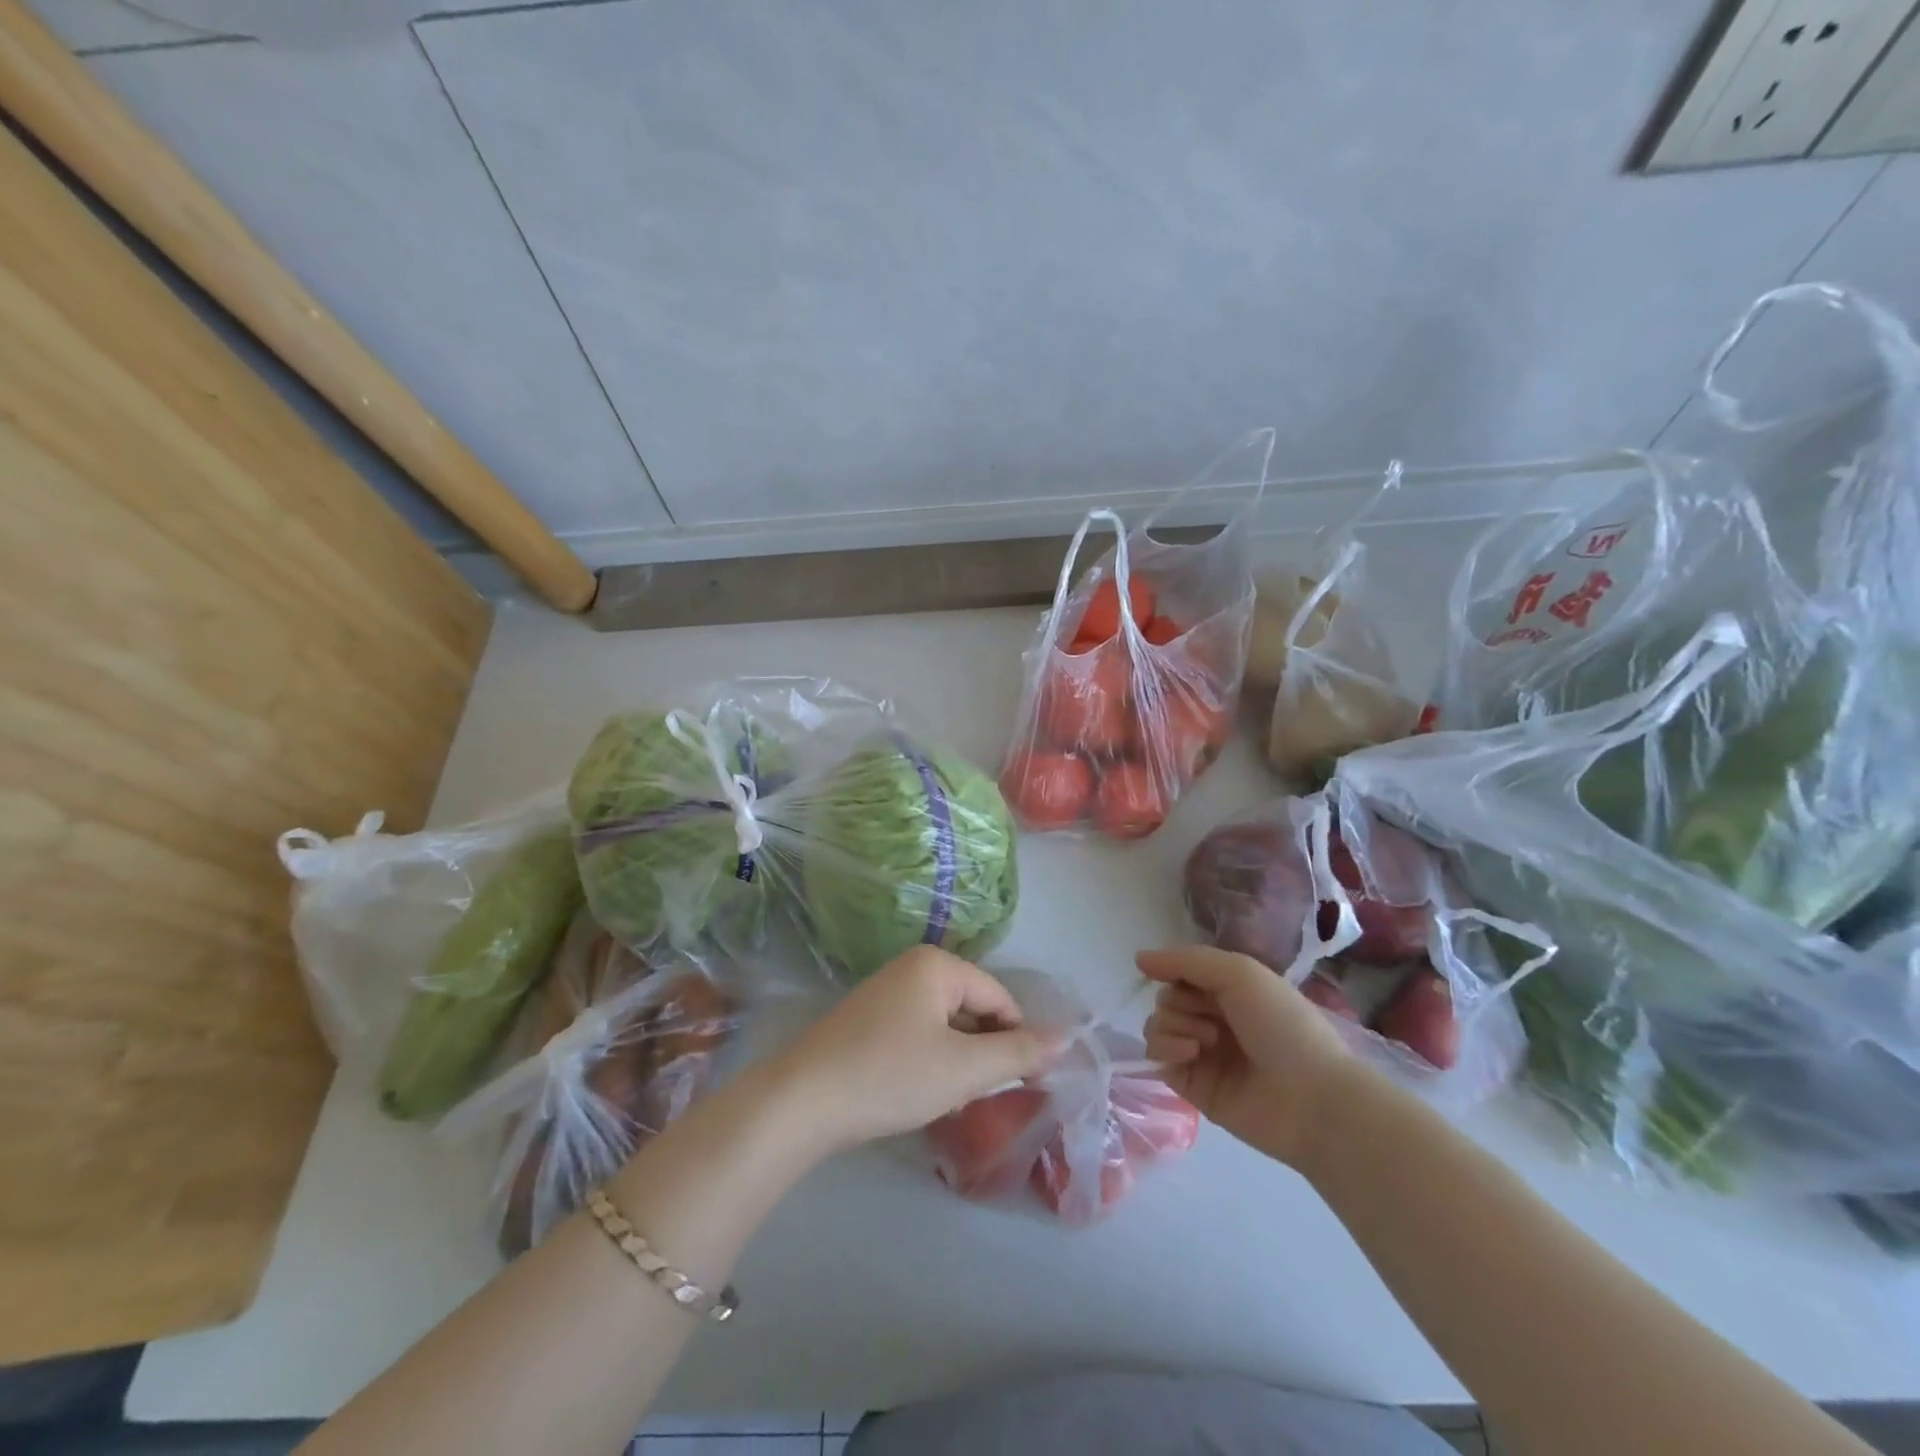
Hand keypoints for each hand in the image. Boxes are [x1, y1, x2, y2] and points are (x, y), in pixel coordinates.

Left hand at [771, 947, 1053, 1153]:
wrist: (801, 1102)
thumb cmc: (890, 1076)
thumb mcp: (963, 1069)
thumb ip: (1017, 1052)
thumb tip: (1066, 1037)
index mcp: (937, 964)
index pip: (1000, 999)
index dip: (1017, 1041)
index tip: (1023, 1086)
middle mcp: (912, 966)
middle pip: (973, 1007)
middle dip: (983, 1051)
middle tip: (977, 1095)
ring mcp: (886, 991)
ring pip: (946, 1023)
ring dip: (958, 1059)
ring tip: (948, 1097)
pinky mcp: (867, 1018)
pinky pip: (918, 1031)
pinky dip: (930, 1059)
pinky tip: (919, 1090)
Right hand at [1140, 945, 1355, 1169]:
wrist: (1312, 1098)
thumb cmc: (1283, 1025)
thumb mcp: (1240, 973)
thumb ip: (1186, 961)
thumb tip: (1138, 958)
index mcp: (1230, 992)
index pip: (1182, 972)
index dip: (1173, 970)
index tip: (1169, 973)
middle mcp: (1213, 1020)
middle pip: (1166, 998)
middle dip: (1179, 1001)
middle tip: (1209, 1016)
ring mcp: (1201, 1054)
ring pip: (1157, 1025)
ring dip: (1174, 1024)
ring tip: (1206, 1041)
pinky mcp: (1191, 1086)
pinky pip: (1157, 1057)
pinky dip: (1166, 1048)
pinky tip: (1191, 1054)